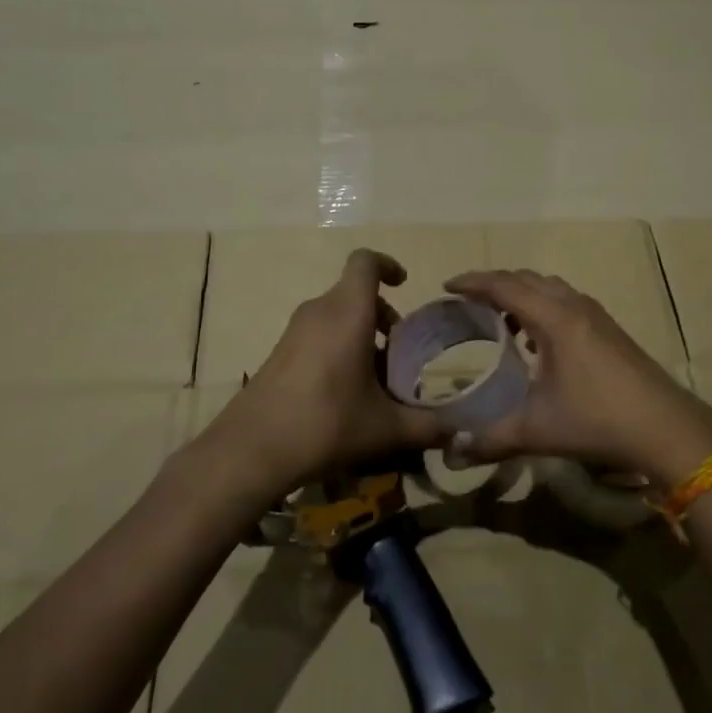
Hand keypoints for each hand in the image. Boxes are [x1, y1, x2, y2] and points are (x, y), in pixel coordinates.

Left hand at [198, 249, 449, 502]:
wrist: (252, 450)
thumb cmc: (326, 424)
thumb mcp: (386, 428)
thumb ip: (428, 427)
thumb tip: (459, 434)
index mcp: (348, 313)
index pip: (365, 262)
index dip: (387, 265)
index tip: (404, 285)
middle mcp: (319, 312)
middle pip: (354, 293)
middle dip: (381, 315)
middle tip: (399, 352)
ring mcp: (294, 332)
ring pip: (336, 315)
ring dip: (360, 334)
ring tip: (376, 378)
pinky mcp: (279, 353)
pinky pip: (317, 334)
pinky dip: (338, 348)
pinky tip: (345, 393)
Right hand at [444, 269, 711, 491]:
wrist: (666, 428)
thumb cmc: (598, 421)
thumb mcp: (537, 430)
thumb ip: (491, 439)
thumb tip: (453, 453)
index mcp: (554, 319)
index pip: (505, 286)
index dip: (473, 282)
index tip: (447, 286)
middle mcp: (575, 307)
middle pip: (527, 279)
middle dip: (495, 283)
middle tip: (468, 300)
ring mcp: (596, 316)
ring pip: (551, 287)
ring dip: (522, 294)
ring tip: (500, 319)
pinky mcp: (610, 329)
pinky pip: (567, 302)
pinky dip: (543, 307)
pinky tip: (538, 342)